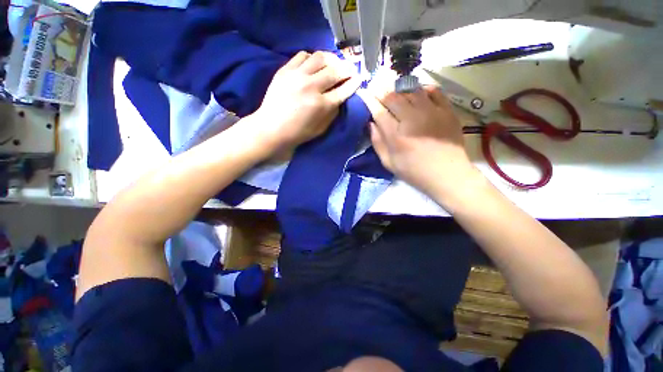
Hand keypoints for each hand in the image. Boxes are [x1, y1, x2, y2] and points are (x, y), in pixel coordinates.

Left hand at [249, 51, 360, 153]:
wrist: (271, 128)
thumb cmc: (298, 132)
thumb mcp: (321, 129)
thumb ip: (333, 112)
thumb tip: (340, 97)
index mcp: (321, 105)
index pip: (344, 89)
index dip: (354, 83)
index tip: (359, 78)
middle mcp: (311, 86)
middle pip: (335, 70)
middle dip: (347, 69)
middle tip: (350, 70)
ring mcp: (297, 76)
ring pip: (320, 57)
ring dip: (331, 59)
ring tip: (334, 64)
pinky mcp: (285, 70)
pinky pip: (303, 55)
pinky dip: (312, 58)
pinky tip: (314, 64)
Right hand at [363, 86, 479, 197]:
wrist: (447, 174)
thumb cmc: (414, 171)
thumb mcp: (389, 163)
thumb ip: (377, 142)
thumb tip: (370, 123)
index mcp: (396, 136)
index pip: (379, 111)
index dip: (369, 100)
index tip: (364, 92)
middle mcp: (412, 119)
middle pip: (393, 96)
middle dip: (382, 90)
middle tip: (377, 87)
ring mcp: (432, 112)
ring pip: (411, 90)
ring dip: (400, 89)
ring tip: (395, 90)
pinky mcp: (447, 110)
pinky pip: (433, 91)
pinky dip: (422, 89)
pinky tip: (417, 93)